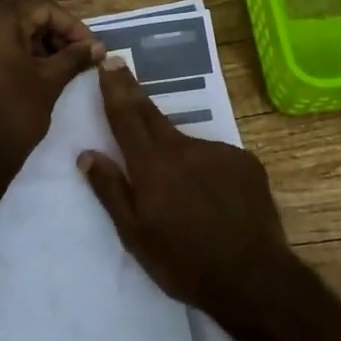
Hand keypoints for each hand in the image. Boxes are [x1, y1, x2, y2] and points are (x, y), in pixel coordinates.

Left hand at [0, 0, 103, 181]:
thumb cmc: (15, 115)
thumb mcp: (50, 82)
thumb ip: (75, 57)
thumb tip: (98, 47)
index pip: (41, 7)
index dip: (71, 25)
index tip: (90, 47)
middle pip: (21, 14)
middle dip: (53, 31)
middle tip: (76, 54)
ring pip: (5, 29)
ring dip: (35, 42)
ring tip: (59, 65)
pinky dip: (14, 52)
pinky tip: (34, 73)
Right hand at [78, 58, 293, 313]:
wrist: (253, 277)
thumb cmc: (183, 262)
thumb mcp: (135, 235)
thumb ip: (111, 190)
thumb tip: (87, 155)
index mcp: (153, 165)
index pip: (127, 117)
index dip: (115, 89)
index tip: (108, 62)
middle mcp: (185, 148)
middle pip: (153, 115)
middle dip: (135, 94)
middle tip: (122, 70)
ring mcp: (220, 152)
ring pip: (187, 144)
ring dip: (175, 153)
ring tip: (181, 192)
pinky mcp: (246, 163)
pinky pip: (216, 158)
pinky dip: (206, 169)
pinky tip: (211, 198)